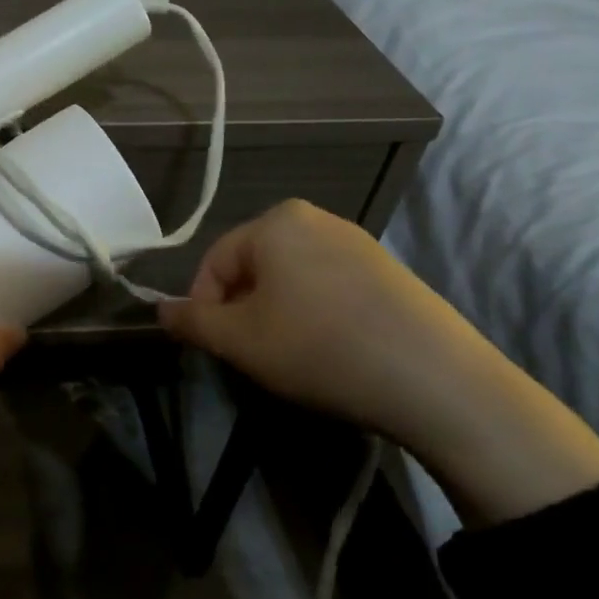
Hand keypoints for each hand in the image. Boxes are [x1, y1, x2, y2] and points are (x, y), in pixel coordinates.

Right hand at [159, 200, 598, 524]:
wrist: (437, 380)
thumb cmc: (319, 348)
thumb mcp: (240, 341)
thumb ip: (191, 322)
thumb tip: (161, 311)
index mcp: (275, 221)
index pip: (214, 263)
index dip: (204, 308)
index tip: (214, 349)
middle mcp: (316, 218)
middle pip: (253, 267)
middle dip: (243, 311)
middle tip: (252, 355)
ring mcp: (358, 242)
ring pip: (291, 279)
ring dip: (277, 315)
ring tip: (292, 357)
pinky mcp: (390, 271)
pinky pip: (329, 288)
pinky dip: (316, 316)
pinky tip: (331, 351)